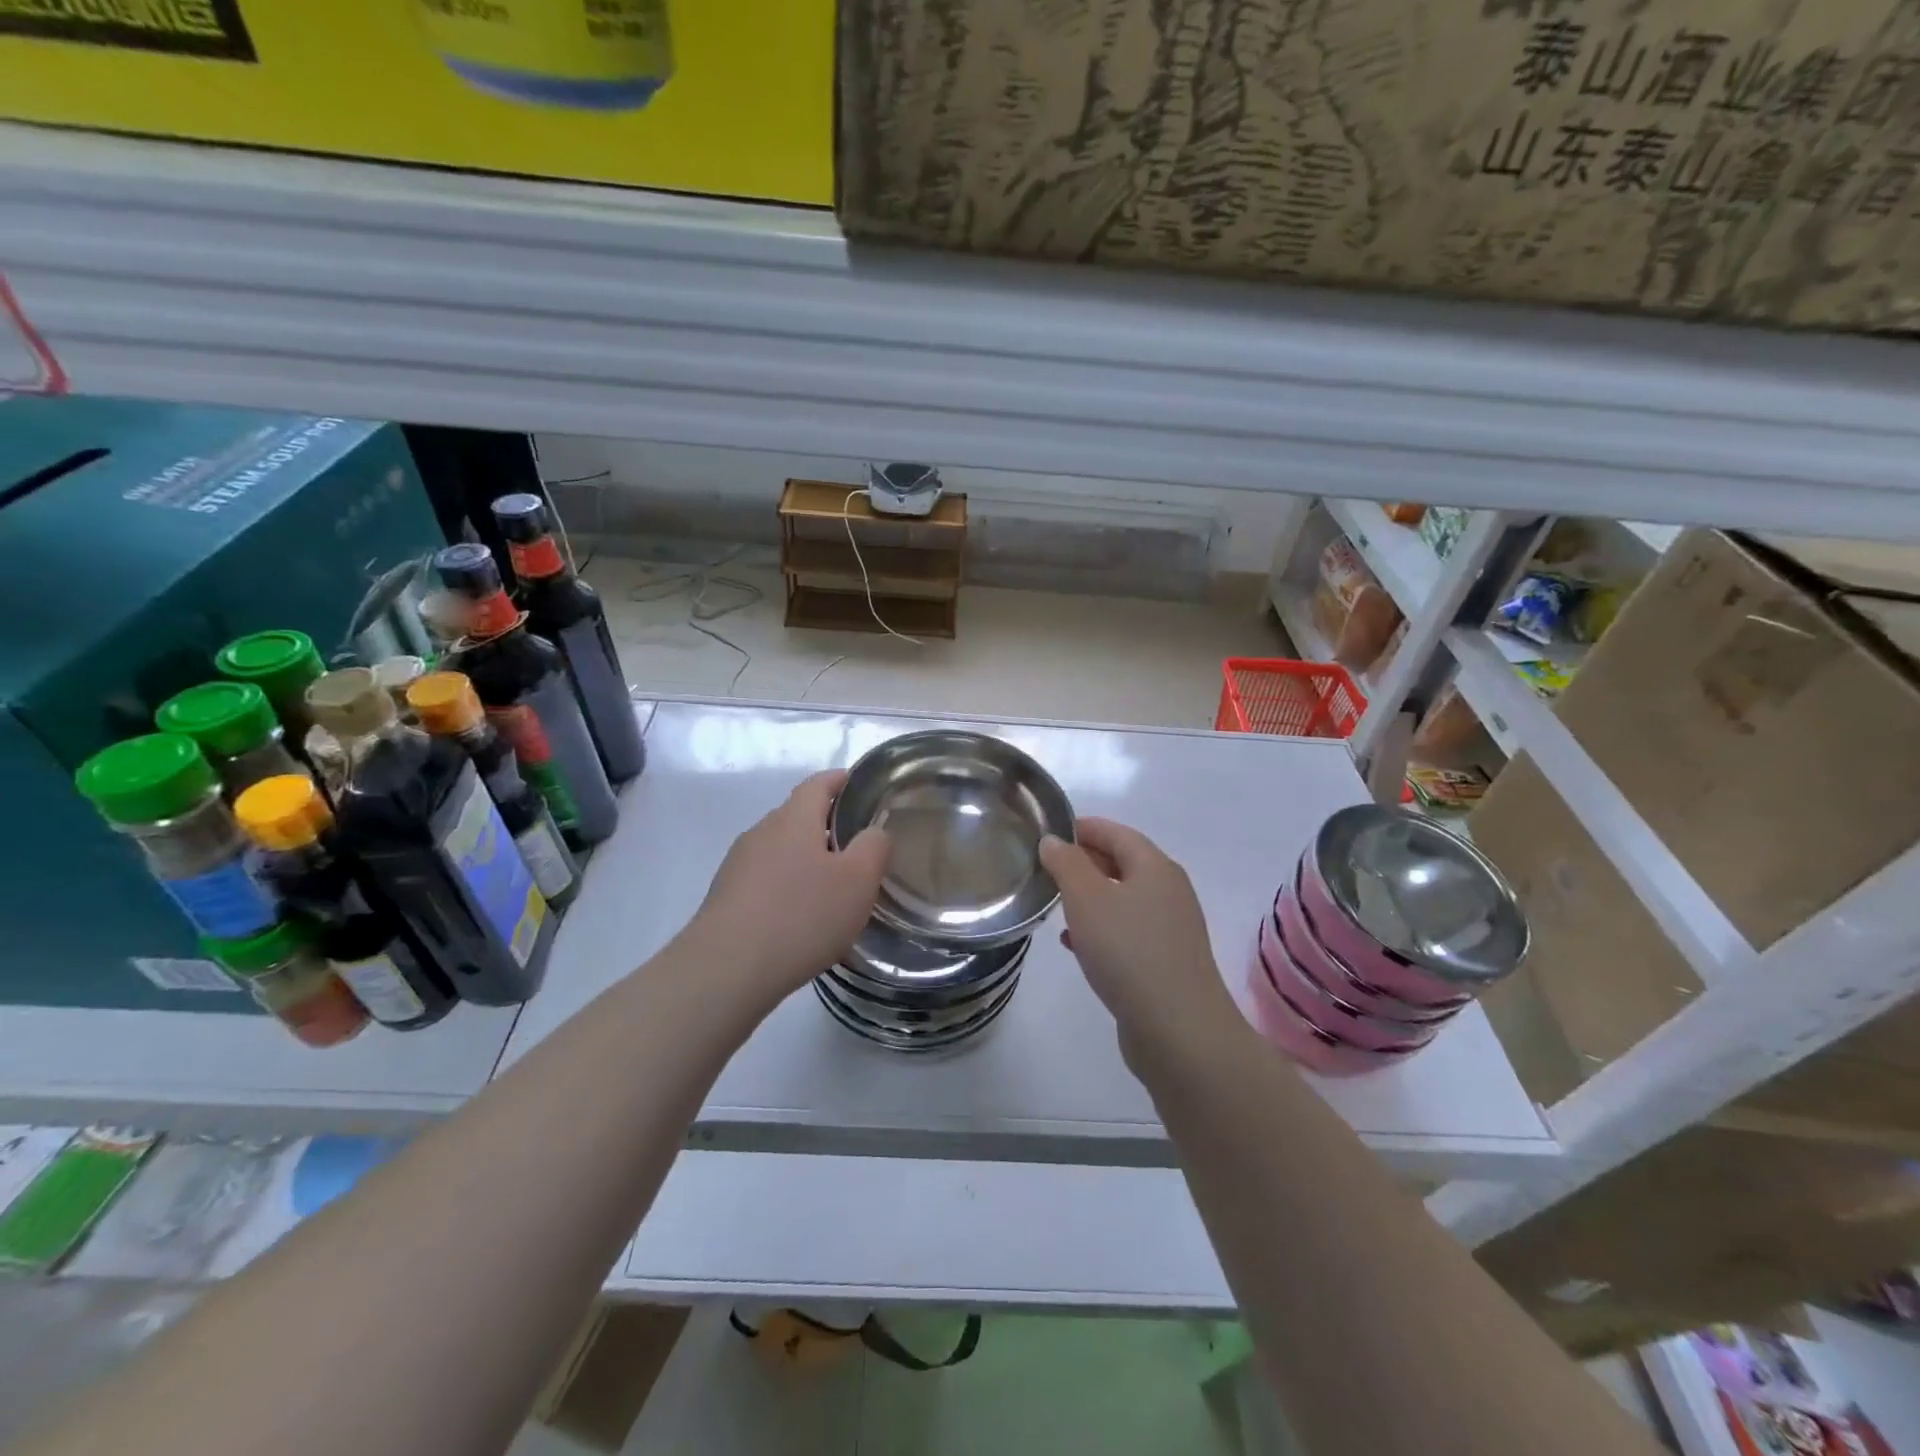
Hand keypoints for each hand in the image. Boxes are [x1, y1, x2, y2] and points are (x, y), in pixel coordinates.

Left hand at [685, 769, 889, 1011]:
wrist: (725, 971)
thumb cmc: (801, 916)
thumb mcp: (858, 881)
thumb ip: (874, 847)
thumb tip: (874, 832)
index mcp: (793, 819)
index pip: (818, 784)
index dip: (841, 781)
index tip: (861, 787)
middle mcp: (761, 833)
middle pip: (798, 817)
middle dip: (828, 827)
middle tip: (859, 850)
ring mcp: (738, 866)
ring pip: (781, 852)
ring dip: (807, 862)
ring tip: (833, 891)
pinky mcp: (726, 899)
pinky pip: (765, 882)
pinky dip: (787, 889)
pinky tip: (801, 920)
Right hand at [1040, 819, 1240, 1061]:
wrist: (1178, 1031)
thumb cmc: (1129, 952)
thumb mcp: (1087, 899)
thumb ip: (1067, 864)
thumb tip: (1054, 841)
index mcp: (1156, 868)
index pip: (1116, 832)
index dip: (1082, 827)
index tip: (1048, 833)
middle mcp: (1168, 892)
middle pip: (1122, 864)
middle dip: (1084, 862)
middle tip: (1045, 867)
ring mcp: (1170, 929)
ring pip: (1122, 900)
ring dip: (1089, 898)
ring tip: (1055, 904)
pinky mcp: (1164, 963)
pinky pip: (1126, 933)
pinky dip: (1099, 930)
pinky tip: (1073, 945)